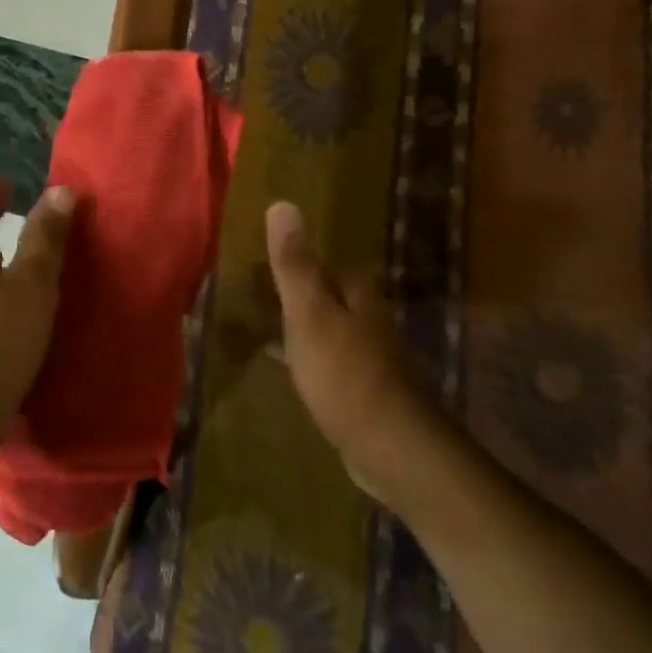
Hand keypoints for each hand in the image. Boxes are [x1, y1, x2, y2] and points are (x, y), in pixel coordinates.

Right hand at [265, 200, 435, 494]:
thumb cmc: (346, 374)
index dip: (296, 261)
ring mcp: (370, 357)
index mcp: (357, 295)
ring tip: (267, 326)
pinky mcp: (365, 391)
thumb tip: (282, 203)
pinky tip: (293, 368)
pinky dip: (309, 357)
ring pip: (331, 328)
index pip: (327, 265)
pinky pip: (330, 361)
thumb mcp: (310, 314)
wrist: (393, 449)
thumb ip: (295, 264)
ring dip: (304, 324)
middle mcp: (369, 319)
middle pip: (330, 295)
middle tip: (258, 293)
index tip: (262, 264)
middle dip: (300, 292)